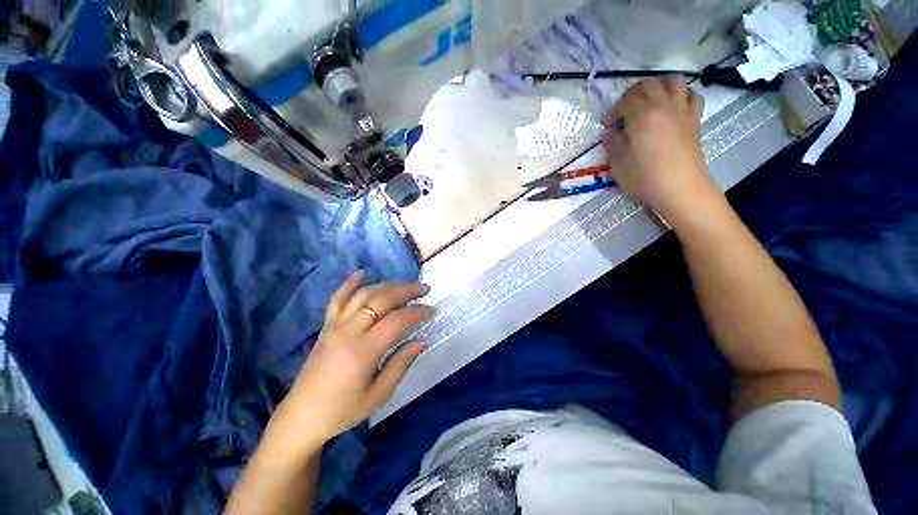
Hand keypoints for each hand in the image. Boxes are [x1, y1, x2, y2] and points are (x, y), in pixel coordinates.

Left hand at [270, 272, 433, 451]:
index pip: (397, 320)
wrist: (302, 416)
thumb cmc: (343, 410)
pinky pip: (338, 298)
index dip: (418, 311)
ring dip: (387, 285)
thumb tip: (421, 340)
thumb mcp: (378, 394)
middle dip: (407, 290)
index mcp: (363, 351)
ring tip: (405, 285)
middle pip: (382, 299)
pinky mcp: (326, 325)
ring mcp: (335, 325)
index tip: (432, 310)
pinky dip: (350, 284)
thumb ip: (401, 364)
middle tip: (424, 289)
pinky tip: (360, 273)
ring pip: (364, 294)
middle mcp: (349, 331)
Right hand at [602, 79, 713, 222]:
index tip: (607, 125)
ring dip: (658, 87)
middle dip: (632, 94)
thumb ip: (612, 143)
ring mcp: (682, 110)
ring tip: (649, 102)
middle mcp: (663, 105)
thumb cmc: (644, 176)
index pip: (624, 102)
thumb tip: (608, 133)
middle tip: (624, 111)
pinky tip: (673, 107)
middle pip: (648, 85)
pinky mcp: (694, 118)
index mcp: (642, 115)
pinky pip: (691, 95)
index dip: (613, 111)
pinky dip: (681, 95)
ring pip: (673, 82)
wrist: (679, 187)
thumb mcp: (618, 163)